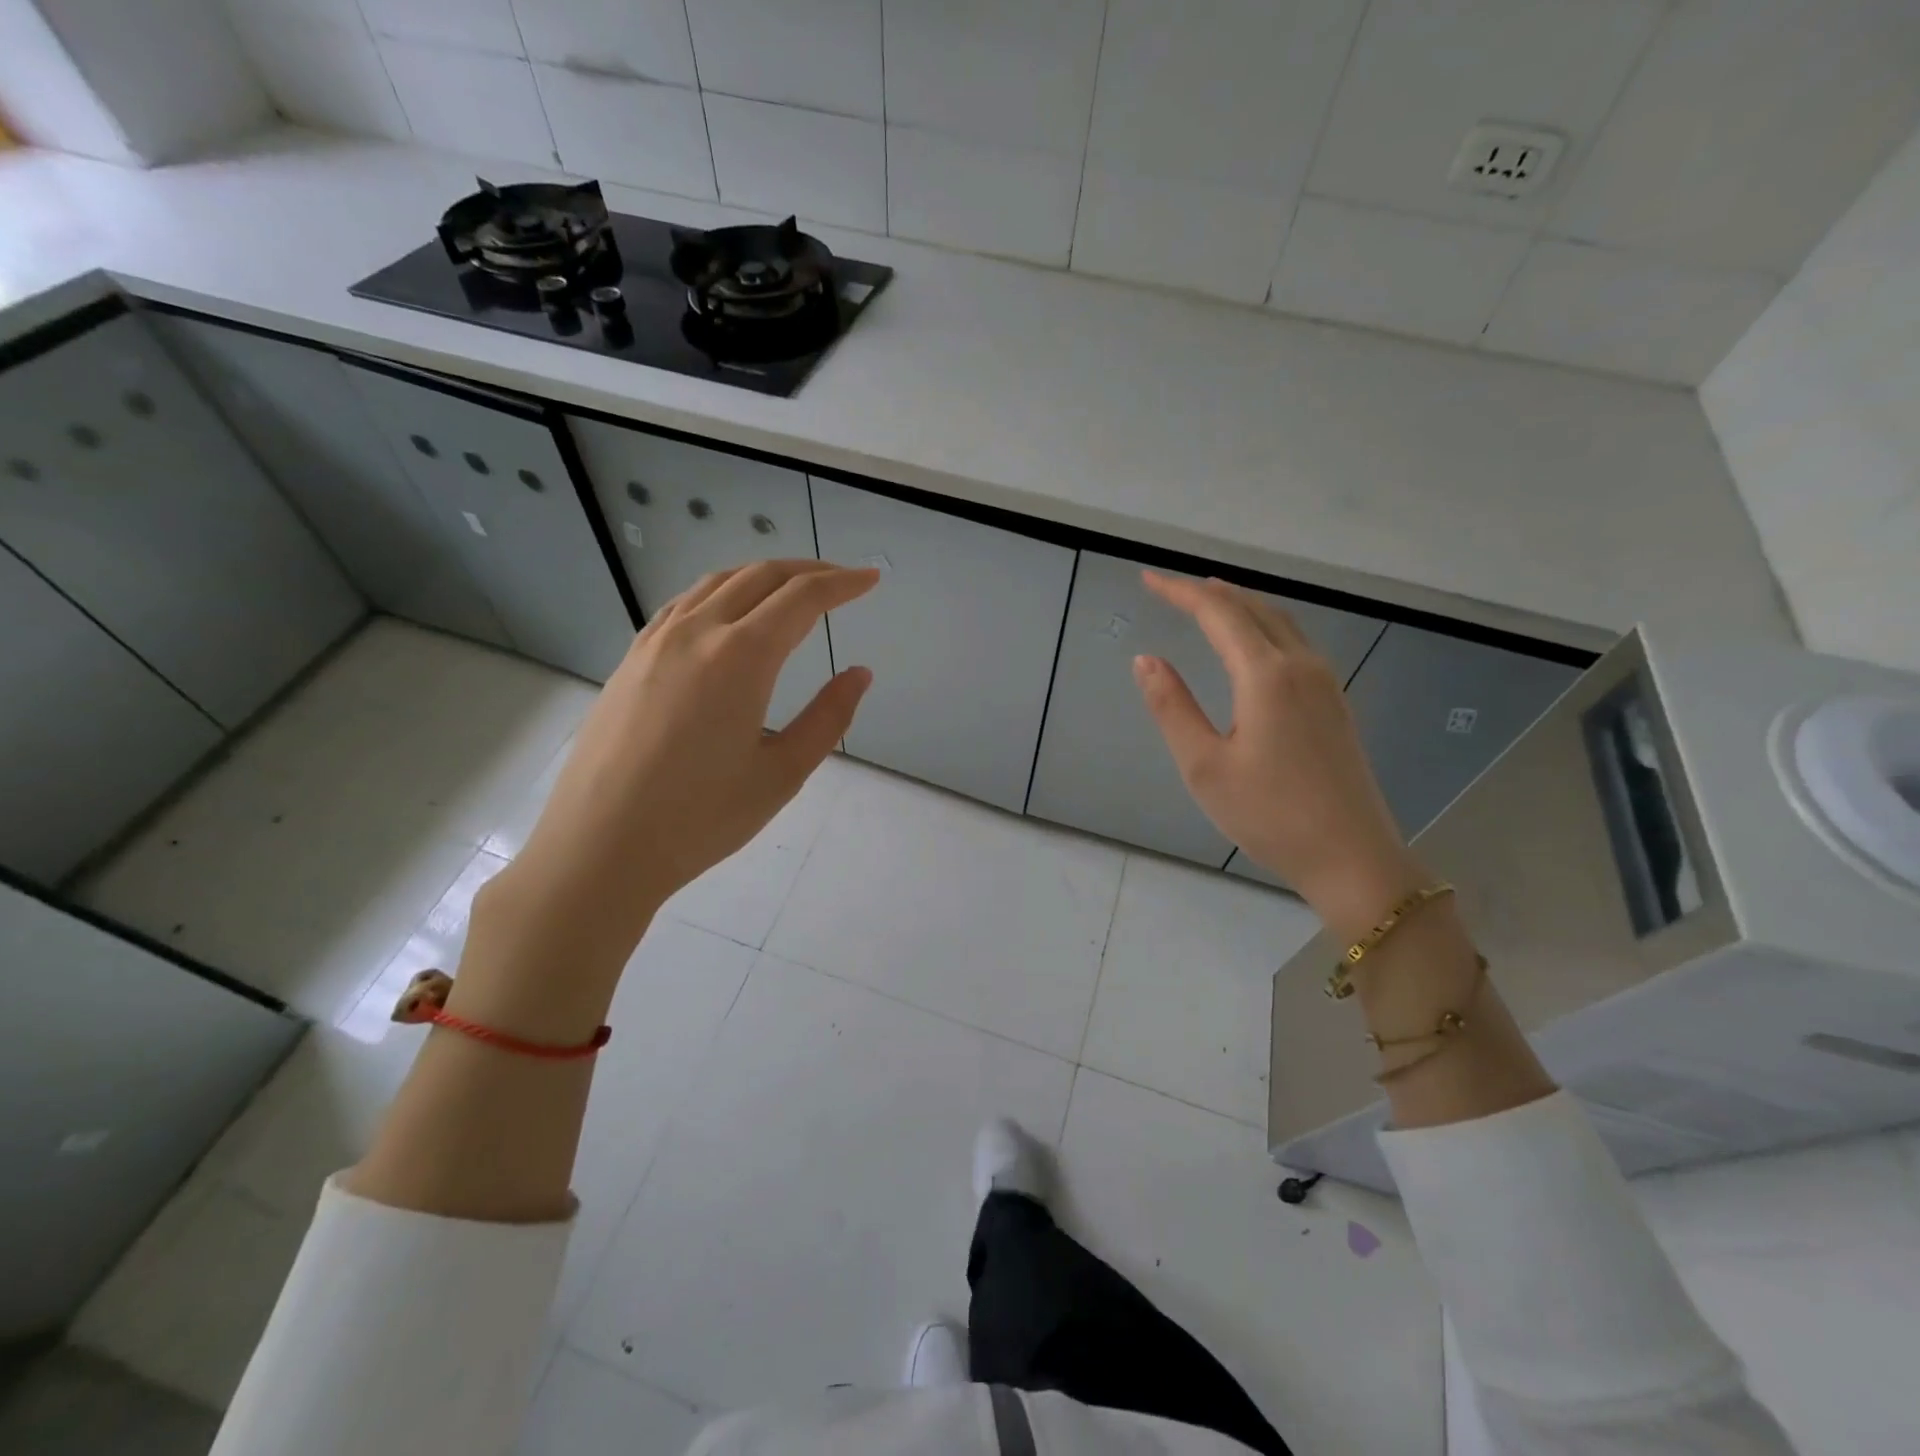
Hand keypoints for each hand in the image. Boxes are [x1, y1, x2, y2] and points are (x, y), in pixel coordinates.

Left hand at [481, 559, 877, 979]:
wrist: (600, 846)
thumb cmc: (700, 818)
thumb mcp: (782, 774)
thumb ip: (828, 717)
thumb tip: (859, 674)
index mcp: (740, 657)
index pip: (802, 598)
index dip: (842, 584)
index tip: (871, 579)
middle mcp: (697, 632)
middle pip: (760, 576)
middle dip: (809, 571)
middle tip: (843, 581)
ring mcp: (656, 641)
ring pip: (718, 582)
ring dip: (763, 576)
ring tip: (793, 590)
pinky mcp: (631, 659)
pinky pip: (684, 604)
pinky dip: (722, 592)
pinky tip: (729, 614)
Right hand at [1132, 570, 1424, 937]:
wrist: (1352, 857)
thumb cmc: (1269, 815)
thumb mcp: (1204, 766)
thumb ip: (1172, 708)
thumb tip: (1146, 660)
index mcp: (1266, 676)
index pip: (1218, 613)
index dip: (1180, 592)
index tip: (1147, 579)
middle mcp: (1301, 666)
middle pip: (1254, 608)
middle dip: (1209, 592)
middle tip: (1171, 588)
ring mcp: (1326, 683)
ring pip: (1280, 622)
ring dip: (1241, 605)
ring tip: (1209, 601)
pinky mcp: (1335, 703)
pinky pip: (1295, 643)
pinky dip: (1264, 626)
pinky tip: (1253, 644)